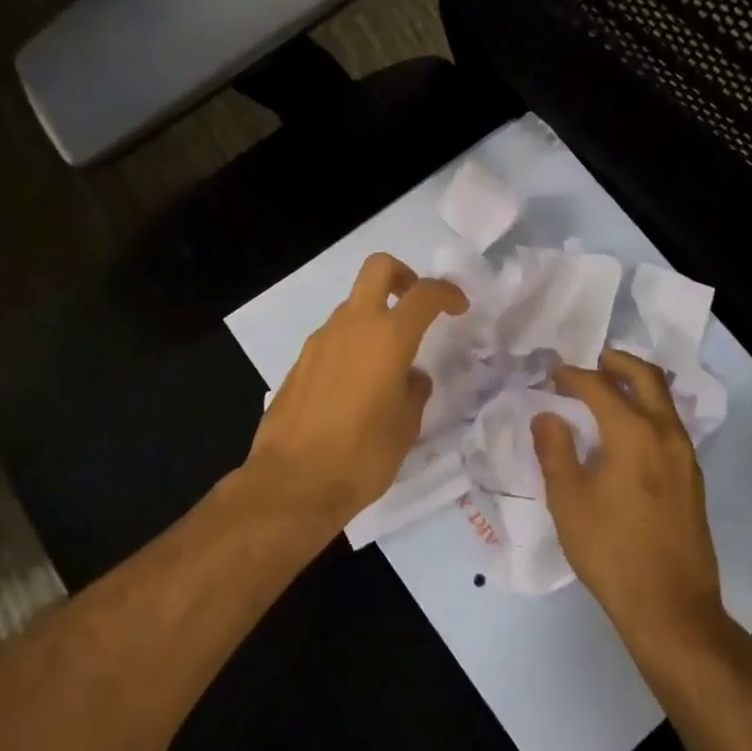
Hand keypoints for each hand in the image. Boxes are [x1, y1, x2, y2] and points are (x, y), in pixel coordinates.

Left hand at [245, 253, 466, 535]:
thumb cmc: (361, 456)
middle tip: (415, 304)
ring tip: (388, 363)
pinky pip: (334, 337)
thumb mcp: (406, 427)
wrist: (292, 482)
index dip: (447, 292)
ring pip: (353, 305)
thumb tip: (411, 376)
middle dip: (403, 275)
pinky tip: (357, 385)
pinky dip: (352, 344)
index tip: (459, 307)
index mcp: (387, 337)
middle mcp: (352, 326)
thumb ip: (414, 390)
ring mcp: (321, 340)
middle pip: (378, 268)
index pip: (424, 293)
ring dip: (374, 317)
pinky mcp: (300, 361)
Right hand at [533, 350, 729, 651]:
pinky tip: (628, 430)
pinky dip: (648, 410)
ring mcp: (685, 457)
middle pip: (647, 378)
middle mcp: (666, 434)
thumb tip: (547, 415)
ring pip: (664, 401)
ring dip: (637, 385)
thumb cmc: (611, 550)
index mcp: (633, 433)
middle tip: (594, 358)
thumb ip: (554, 450)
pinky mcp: (692, 479)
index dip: (573, 375)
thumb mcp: (568, 500)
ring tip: (609, 389)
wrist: (671, 608)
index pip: (600, 387)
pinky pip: (670, 425)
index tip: (552, 374)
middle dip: (618, 362)